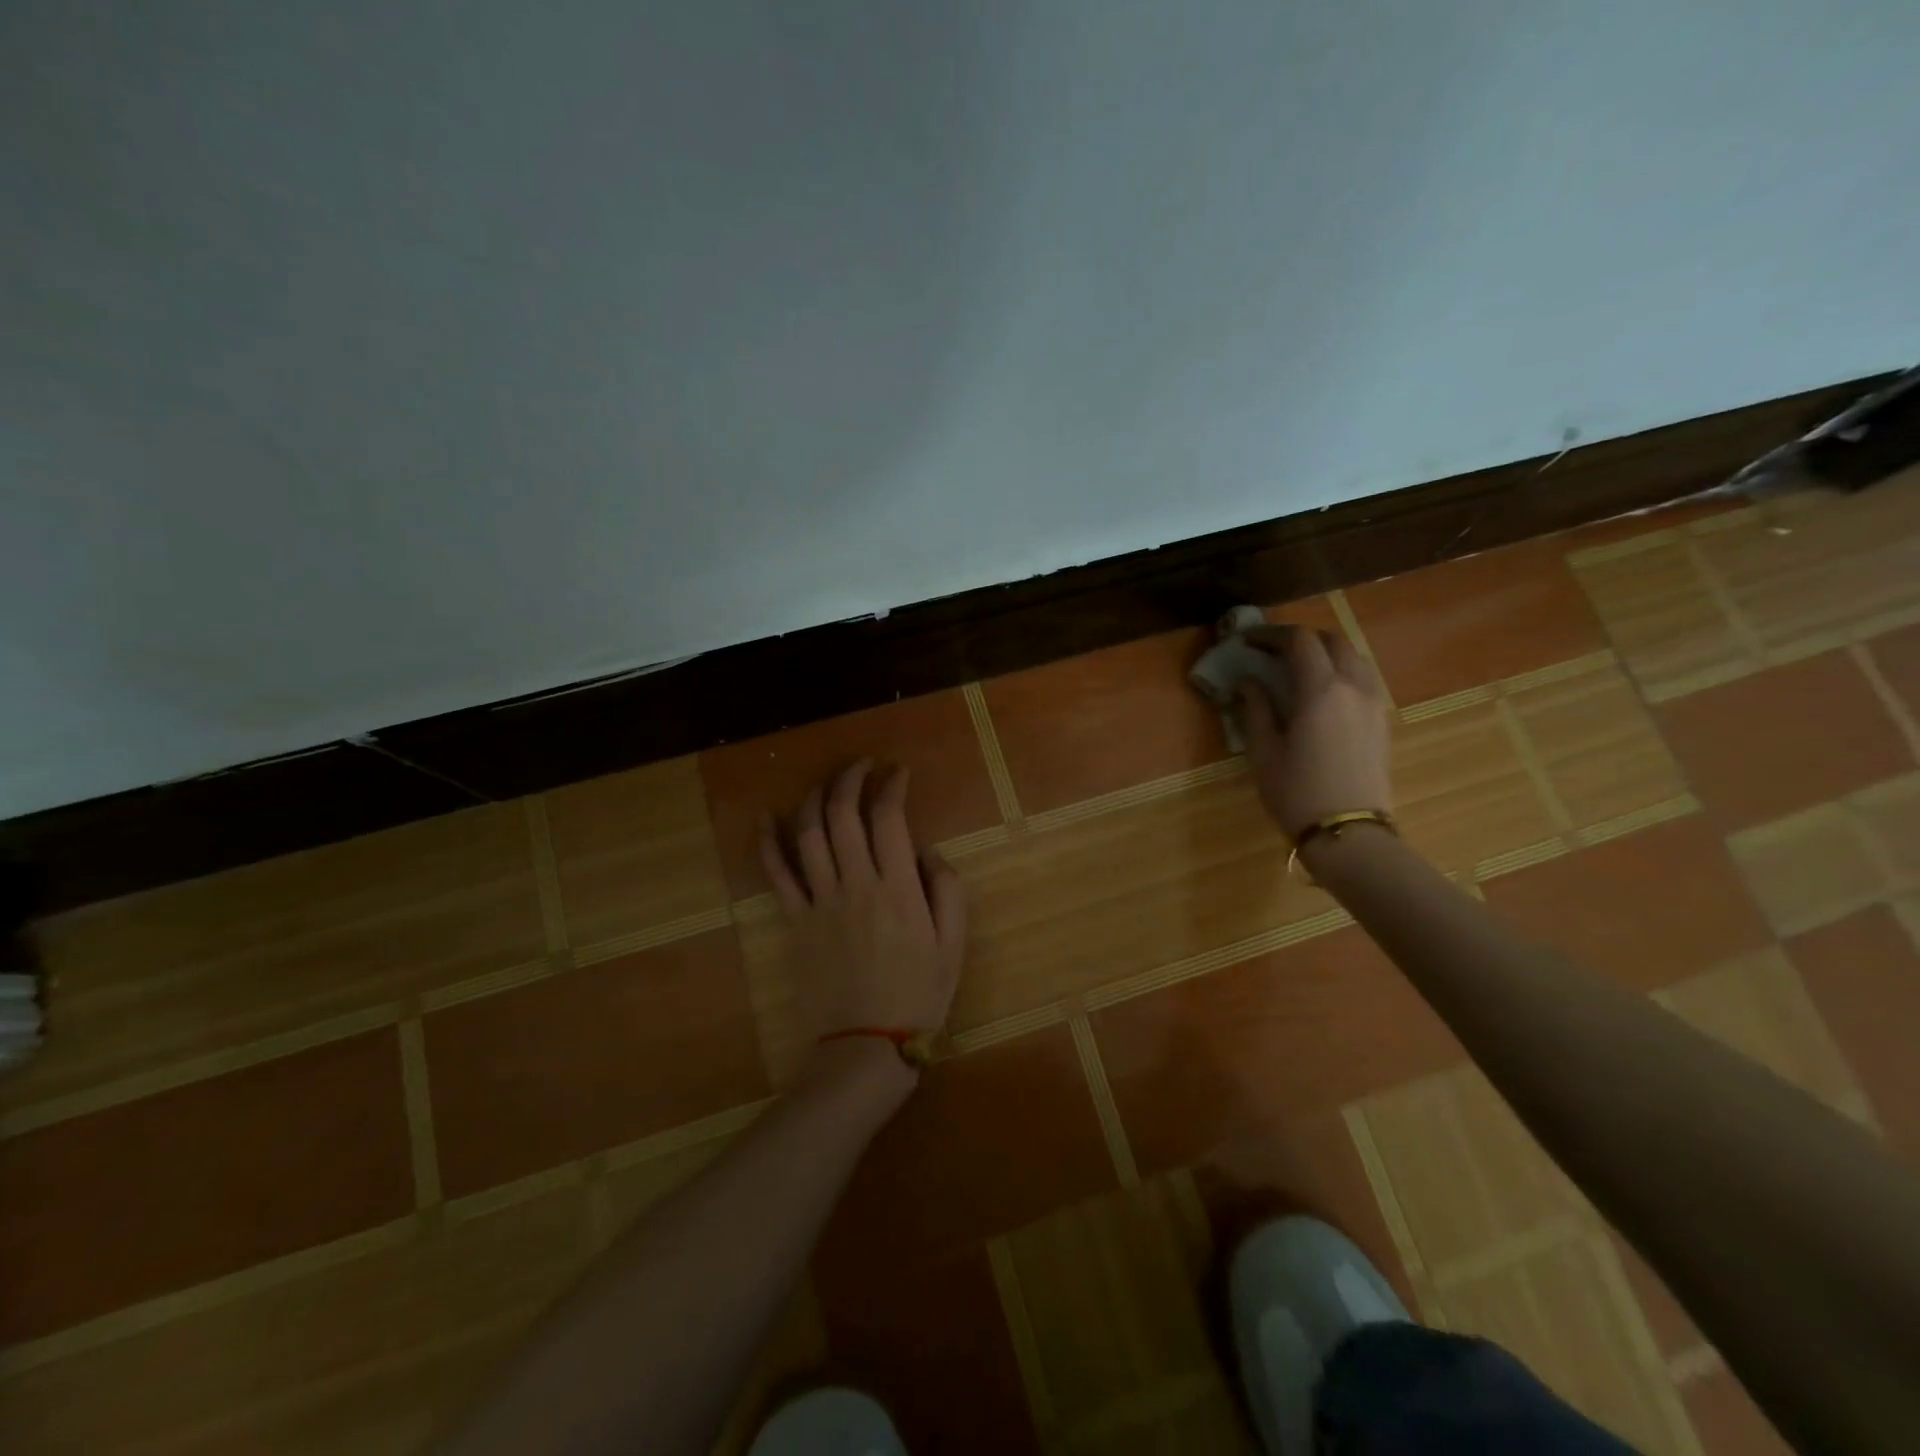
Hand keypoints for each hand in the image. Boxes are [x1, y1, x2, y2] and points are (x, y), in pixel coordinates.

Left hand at [760, 760, 967, 1087]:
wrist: (865, 1046)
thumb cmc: (918, 995)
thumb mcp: (953, 945)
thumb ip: (947, 889)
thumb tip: (927, 851)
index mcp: (897, 888)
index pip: (888, 818)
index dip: (892, 786)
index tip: (899, 772)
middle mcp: (855, 884)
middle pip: (844, 815)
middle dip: (852, 779)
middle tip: (864, 765)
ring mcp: (820, 901)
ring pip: (809, 834)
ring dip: (816, 798)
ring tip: (828, 782)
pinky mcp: (796, 921)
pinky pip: (777, 874)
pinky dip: (769, 842)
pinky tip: (768, 816)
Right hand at [1237, 625, 1393, 840]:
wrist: (1349, 832)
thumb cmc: (1297, 792)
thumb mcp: (1263, 751)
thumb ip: (1255, 709)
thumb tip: (1248, 681)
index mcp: (1320, 690)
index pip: (1299, 642)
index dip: (1271, 634)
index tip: (1247, 641)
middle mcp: (1353, 686)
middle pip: (1332, 641)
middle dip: (1301, 638)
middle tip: (1272, 651)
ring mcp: (1373, 703)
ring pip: (1354, 657)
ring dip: (1325, 652)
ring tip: (1298, 667)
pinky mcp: (1382, 721)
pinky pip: (1363, 679)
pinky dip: (1341, 671)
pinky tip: (1322, 692)